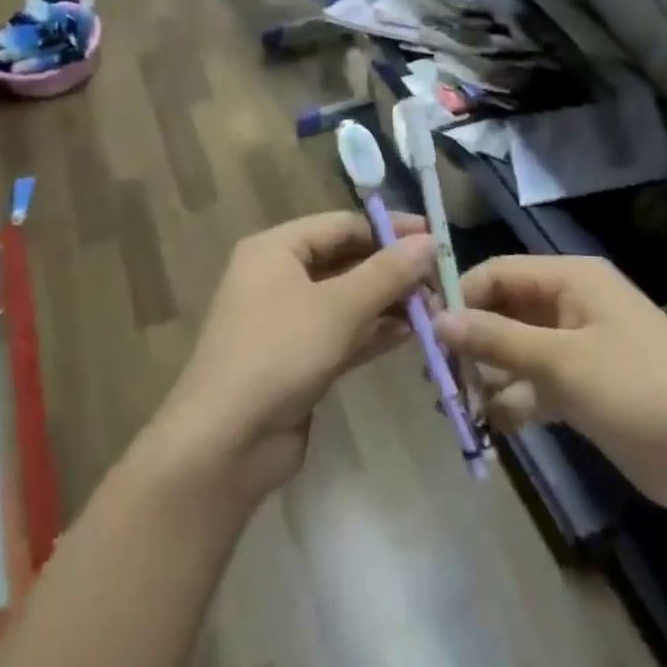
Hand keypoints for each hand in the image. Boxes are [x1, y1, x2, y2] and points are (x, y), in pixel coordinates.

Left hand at [151, 212, 434, 503]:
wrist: (226, 440)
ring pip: (346, 300)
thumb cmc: (278, 353)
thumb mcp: (337, 306)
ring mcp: (286, 321)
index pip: (340, 225)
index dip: (387, 229)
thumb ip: (386, 273)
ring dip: (388, 303)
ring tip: (436, 308)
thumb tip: (429, 242)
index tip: (433, 237)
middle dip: (391, 270)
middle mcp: (278, 278)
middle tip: (440, 279)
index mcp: (275, 250)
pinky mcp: (297, 359)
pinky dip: (373, 332)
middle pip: (344, 261)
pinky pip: (342, 334)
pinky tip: (412, 334)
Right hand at [437, 255, 666, 515]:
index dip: (459, 297)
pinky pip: (536, 386)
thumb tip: (437, 318)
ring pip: (516, 352)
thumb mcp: (562, 361)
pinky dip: (514, 402)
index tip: (424, 330)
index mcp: (571, 280)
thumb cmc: (641, 391)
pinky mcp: (587, 389)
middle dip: (470, 342)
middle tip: (435, 375)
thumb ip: (496, 338)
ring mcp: (580, 349)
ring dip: (487, 376)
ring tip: (456, 406)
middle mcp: (572, 306)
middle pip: (504, 313)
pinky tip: (492, 426)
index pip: (498, 274)